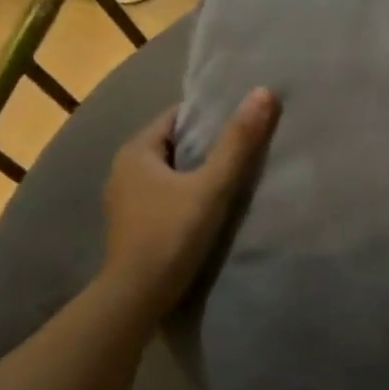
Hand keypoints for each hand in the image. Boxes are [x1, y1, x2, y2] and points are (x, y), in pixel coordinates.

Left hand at [100, 90, 278, 315]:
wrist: (138, 296)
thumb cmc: (172, 233)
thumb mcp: (212, 186)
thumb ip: (238, 143)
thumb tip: (264, 93)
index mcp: (135, 151)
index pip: (177, 117)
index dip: (211, 116)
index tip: (244, 119)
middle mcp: (123, 169)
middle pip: (174, 144)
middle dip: (207, 143)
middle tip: (248, 144)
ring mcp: (126, 199)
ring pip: (171, 172)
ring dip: (198, 170)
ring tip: (237, 173)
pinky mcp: (135, 224)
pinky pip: (167, 194)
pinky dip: (188, 192)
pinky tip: (213, 204)